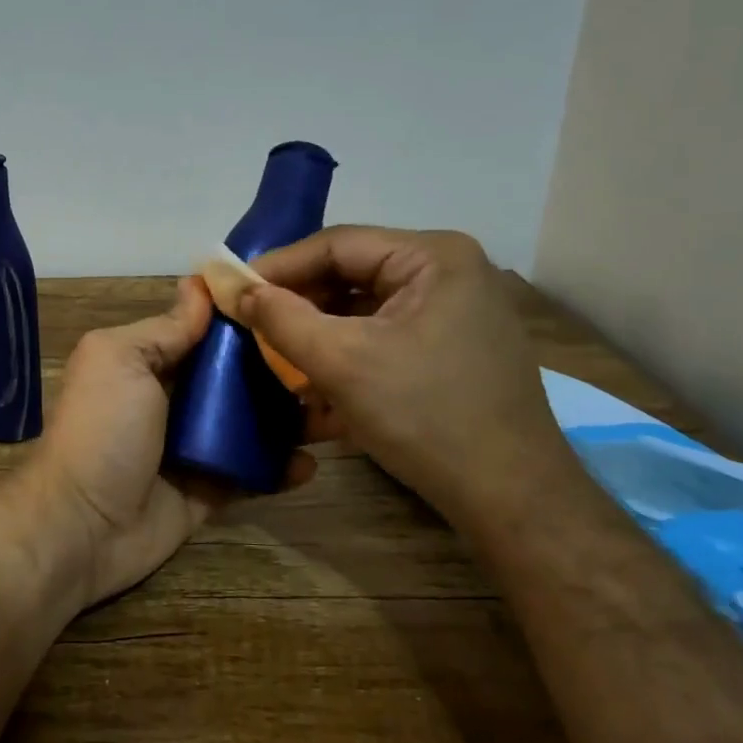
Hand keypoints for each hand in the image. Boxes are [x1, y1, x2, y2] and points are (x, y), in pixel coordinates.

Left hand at [28, 278, 311, 610]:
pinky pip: (253, 473)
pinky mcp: (210, 490)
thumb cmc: (102, 430)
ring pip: (251, 423)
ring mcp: (195, 446)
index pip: (208, 331)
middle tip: (329, 359)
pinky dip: (280, 468)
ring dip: (290, 416)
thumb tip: (198, 285)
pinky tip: (312, 462)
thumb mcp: (121, 360)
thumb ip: (164, 329)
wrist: (81, 527)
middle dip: (280, 367)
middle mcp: (175, 399)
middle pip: (237, 376)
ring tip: (334, 408)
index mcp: (151, 361)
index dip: (248, 317)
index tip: (298, 301)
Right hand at [240, 226, 576, 527]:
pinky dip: (347, 359)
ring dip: (318, 337)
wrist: (509, 498)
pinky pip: (384, 340)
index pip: (338, 245)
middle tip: (252, 327)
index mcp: (433, 257)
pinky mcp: (451, 352)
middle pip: (352, 277)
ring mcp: (454, 315)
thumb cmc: (424, 415)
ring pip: (364, 313)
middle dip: (299, 306)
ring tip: (276, 360)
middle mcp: (448, 274)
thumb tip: (239, 290)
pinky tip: (313, 390)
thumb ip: (282, 318)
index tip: (234, 290)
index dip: (280, 266)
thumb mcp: (341, 361)